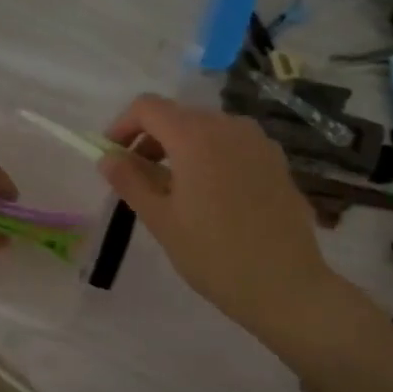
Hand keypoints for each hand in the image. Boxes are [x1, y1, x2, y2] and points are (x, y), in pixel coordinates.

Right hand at [98, 94, 339, 331]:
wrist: (285, 285)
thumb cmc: (213, 254)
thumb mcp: (161, 220)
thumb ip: (130, 181)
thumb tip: (106, 158)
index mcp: (195, 136)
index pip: (148, 107)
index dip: (123, 125)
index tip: (112, 155)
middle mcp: (229, 126)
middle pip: (178, 115)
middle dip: (151, 139)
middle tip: (137, 178)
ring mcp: (258, 141)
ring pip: (207, 129)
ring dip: (181, 147)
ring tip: (173, 189)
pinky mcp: (276, 161)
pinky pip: (232, 145)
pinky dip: (210, 156)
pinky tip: (210, 195)